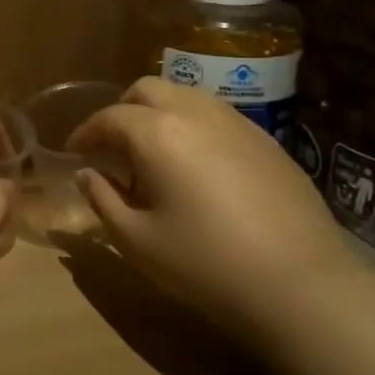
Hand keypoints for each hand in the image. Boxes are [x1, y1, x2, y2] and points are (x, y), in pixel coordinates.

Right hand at [68, 77, 355, 338]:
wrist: (301, 284)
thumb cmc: (204, 264)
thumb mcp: (137, 240)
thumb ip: (103, 199)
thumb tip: (86, 174)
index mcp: (157, 133)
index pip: (109, 117)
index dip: (85, 133)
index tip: (74, 152)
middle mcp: (196, 114)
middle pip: (148, 90)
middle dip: (122, 111)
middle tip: (112, 148)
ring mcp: (238, 123)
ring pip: (186, 97)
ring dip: (159, 114)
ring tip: (153, 155)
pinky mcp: (268, 141)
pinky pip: (218, 117)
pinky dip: (193, 127)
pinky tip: (196, 166)